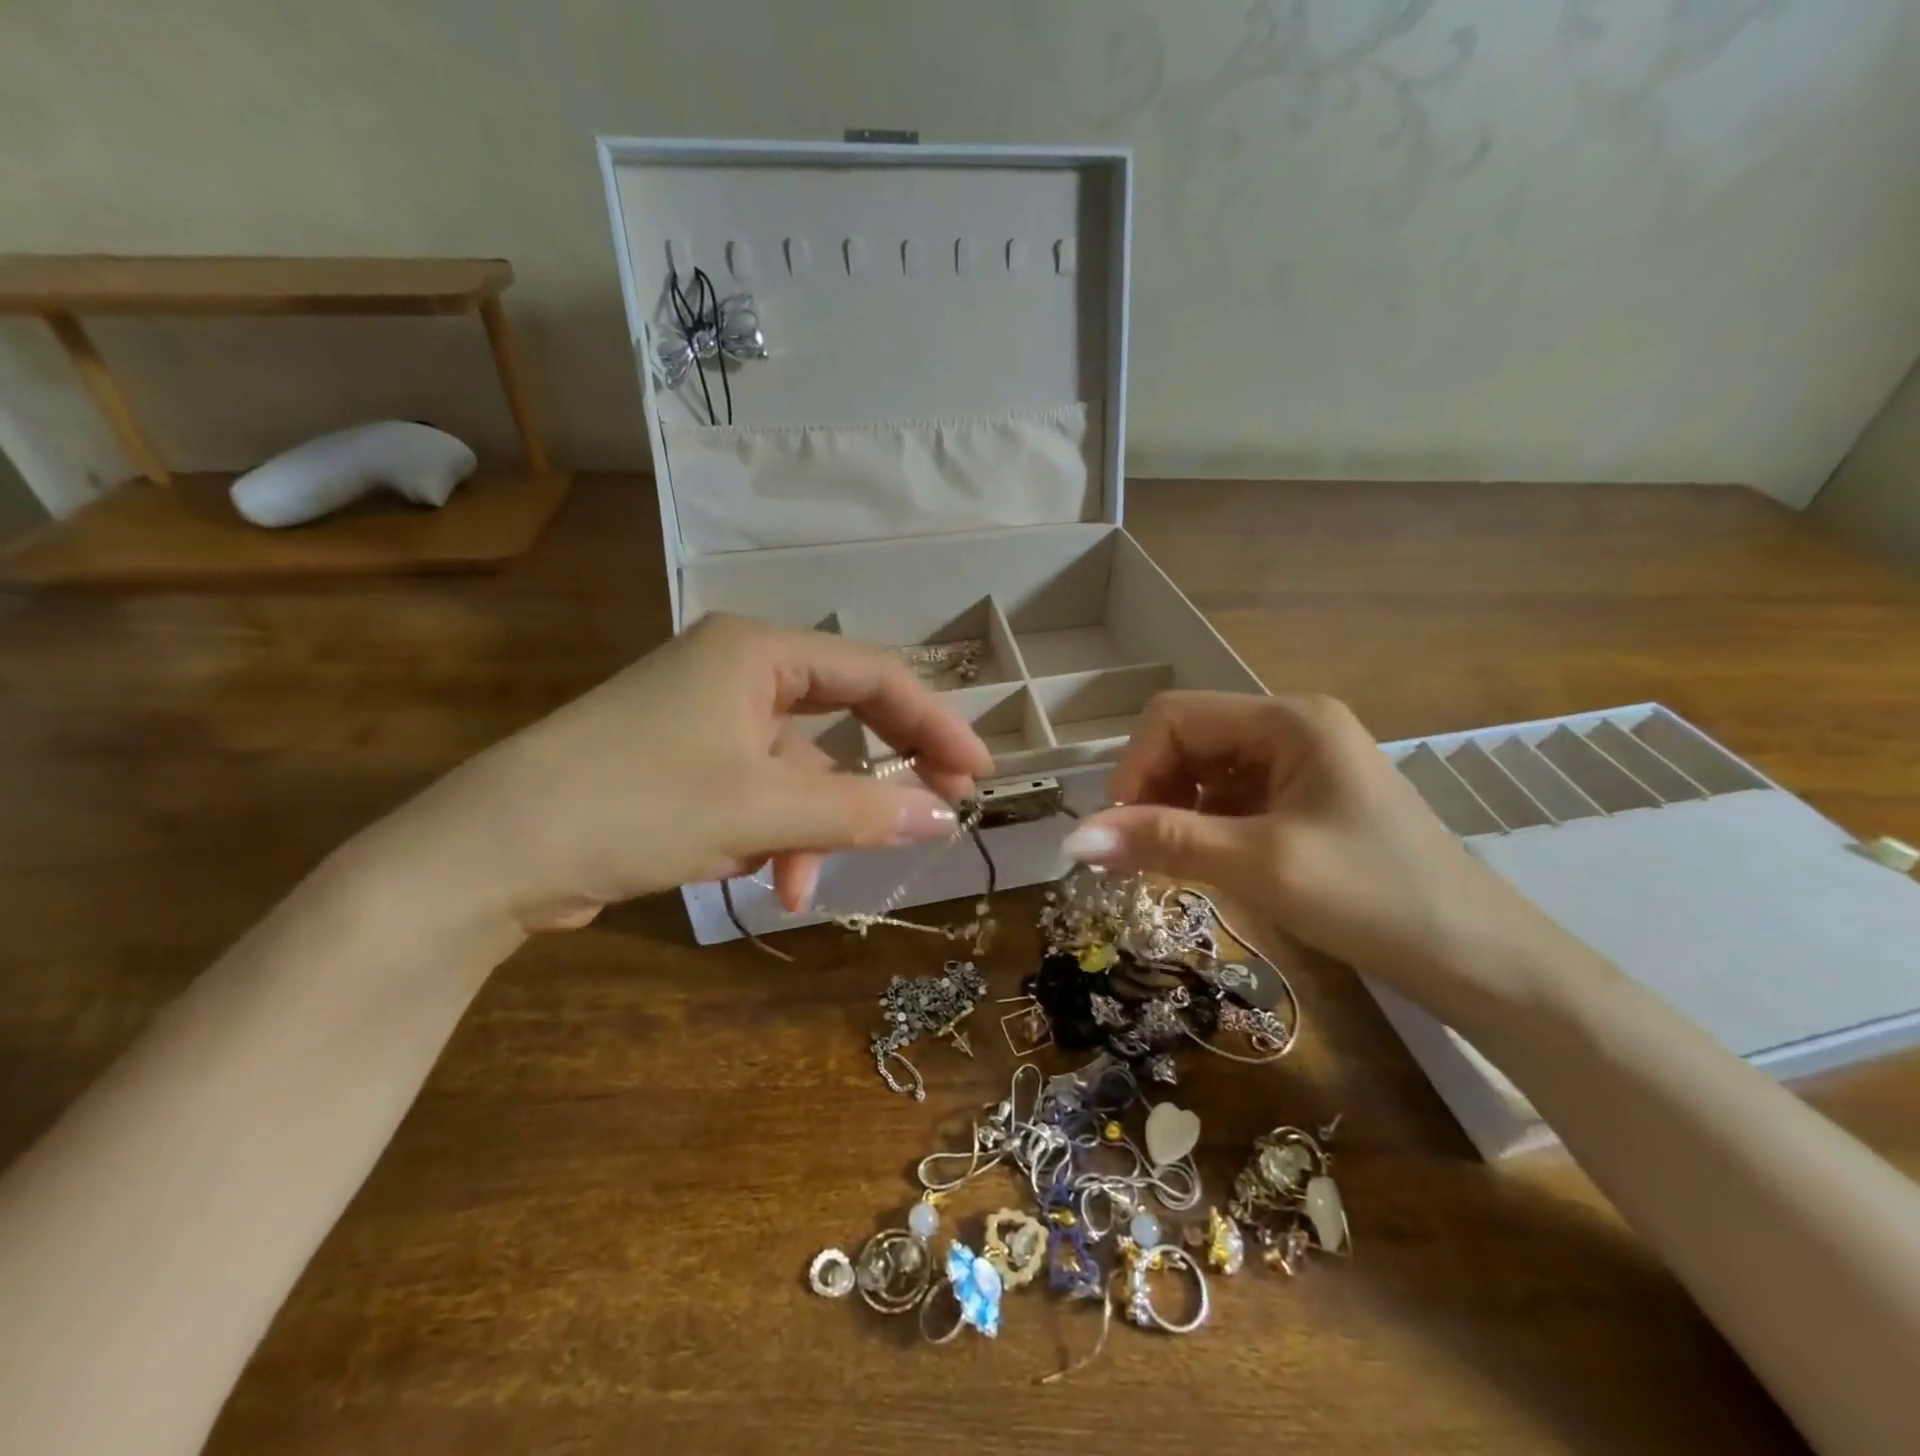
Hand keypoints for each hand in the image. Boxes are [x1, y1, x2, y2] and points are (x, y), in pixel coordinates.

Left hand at [378, 614, 993, 930]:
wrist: (491, 854)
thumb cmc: (636, 804)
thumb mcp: (762, 809)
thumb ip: (861, 810)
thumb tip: (945, 815)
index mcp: (756, 652)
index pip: (874, 676)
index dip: (934, 722)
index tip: (977, 773)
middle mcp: (736, 671)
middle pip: (840, 719)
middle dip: (877, 779)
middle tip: (935, 813)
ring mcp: (707, 718)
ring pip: (796, 770)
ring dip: (810, 828)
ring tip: (798, 885)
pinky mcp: (684, 763)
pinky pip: (757, 792)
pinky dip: (769, 835)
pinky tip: (751, 875)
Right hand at [1059, 692, 1534, 988]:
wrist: (1476, 959)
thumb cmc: (1372, 899)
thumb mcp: (1258, 866)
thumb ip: (1163, 842)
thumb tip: (1072, 840)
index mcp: (1288, 719)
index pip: (1174, 717)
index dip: (1134, 767)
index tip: (1117, 831)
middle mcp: (1292, 726)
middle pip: (1188, 740)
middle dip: (1153, 793)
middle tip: (1137, 854)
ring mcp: (1301, 763)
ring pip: (1205, 772)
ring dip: (1175, 813)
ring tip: (1169, 864)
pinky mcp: (1306, 798)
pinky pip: (1232, 798)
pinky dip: (1205, 827)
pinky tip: (1206, 863)